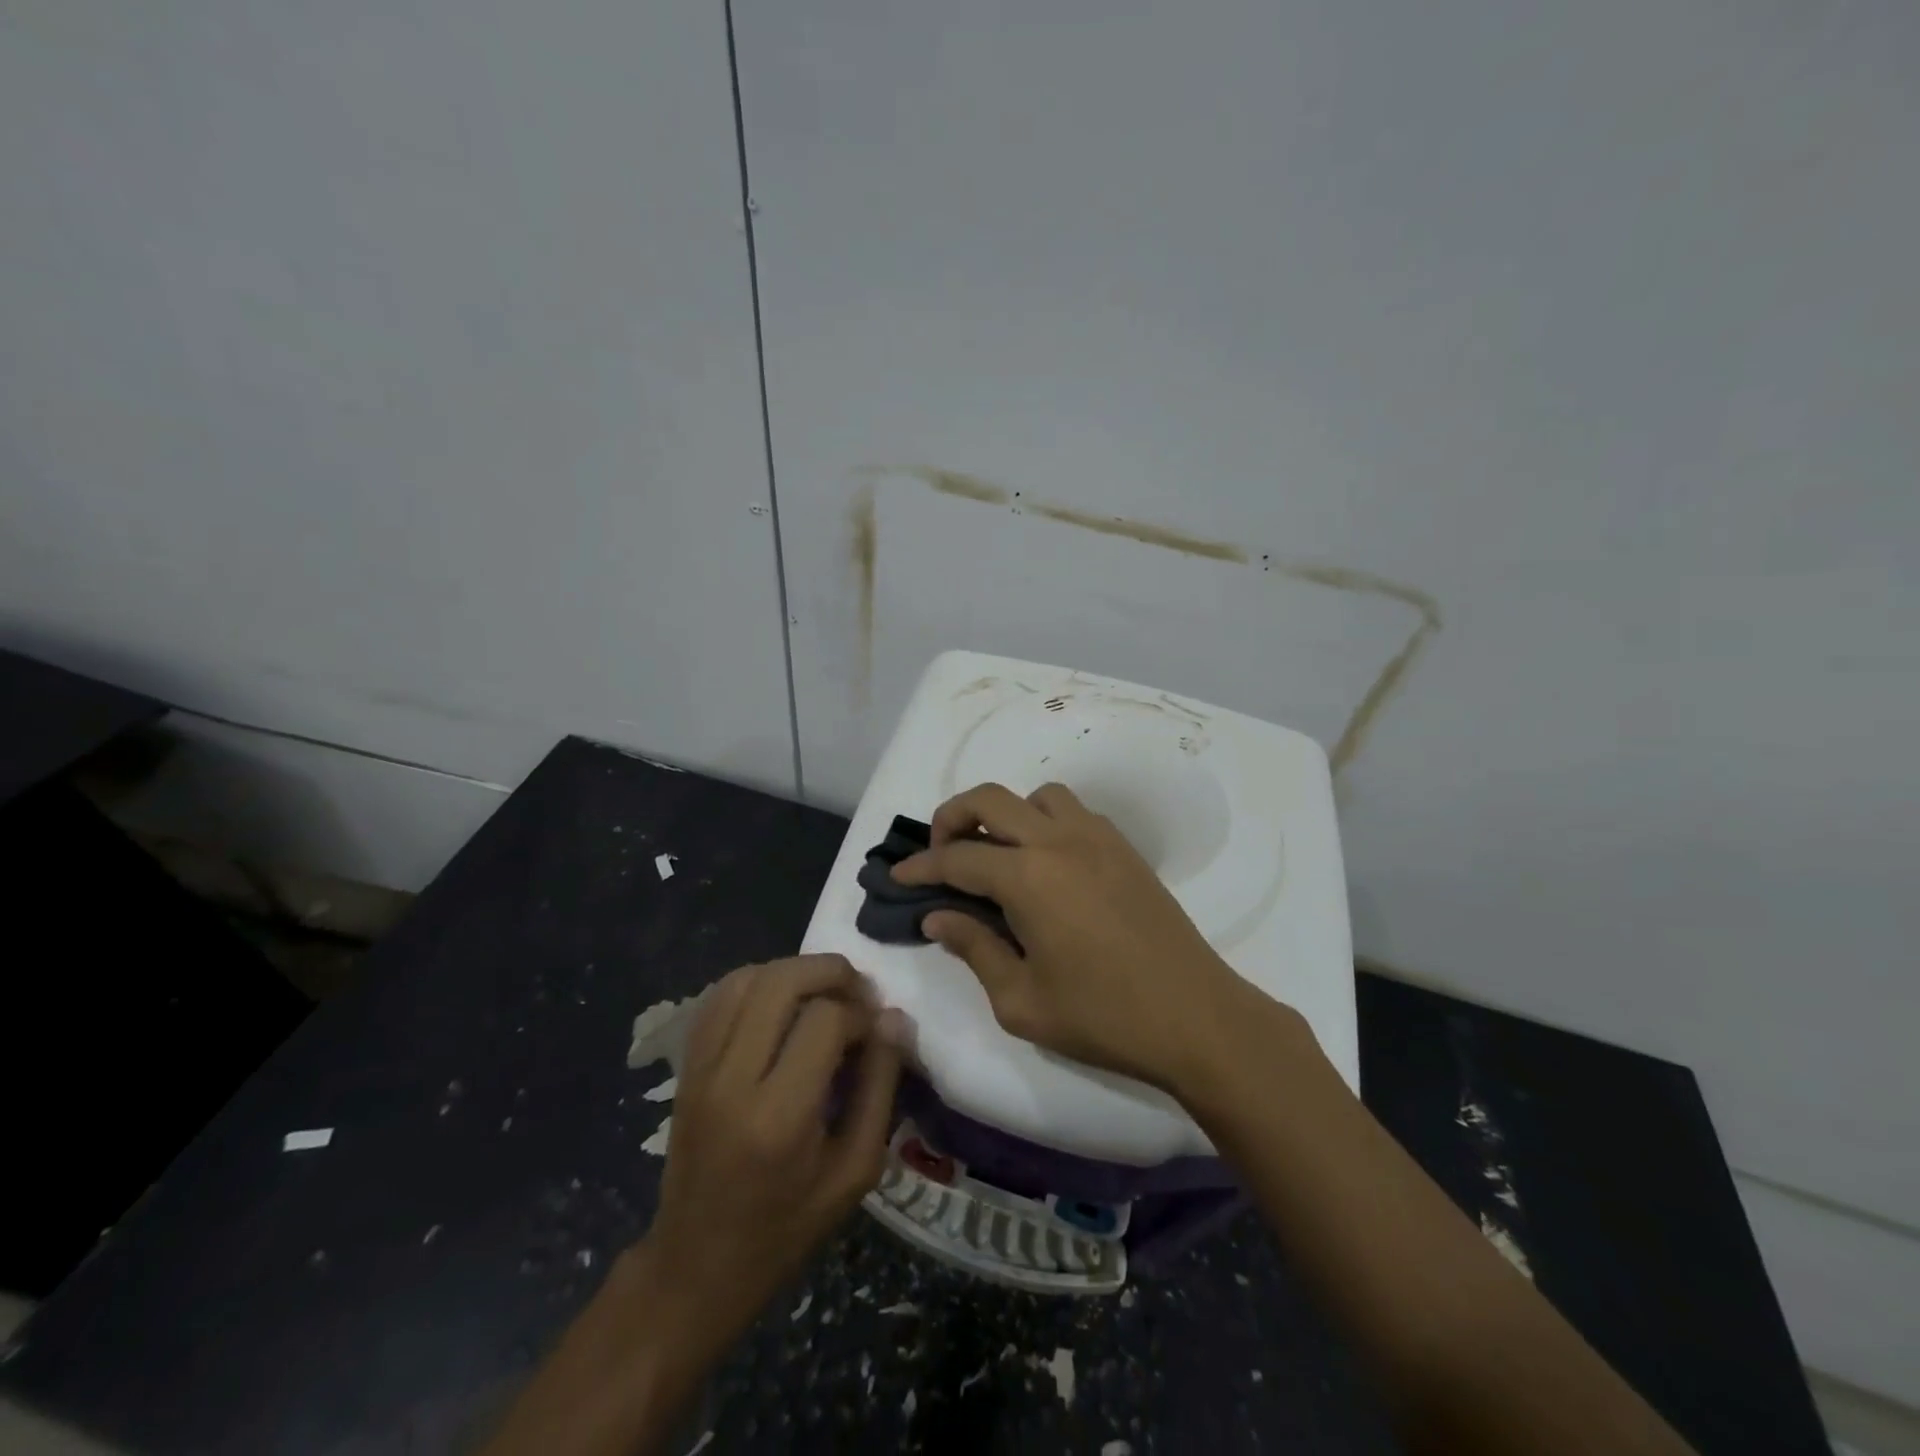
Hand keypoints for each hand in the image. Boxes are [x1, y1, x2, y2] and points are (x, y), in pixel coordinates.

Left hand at [481, 956, 903, 1455]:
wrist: (695, 1267)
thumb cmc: (786, 1228)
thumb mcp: (855, 1171)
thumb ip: (879, 1087)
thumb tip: (894, 1018)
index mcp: (779, 1116)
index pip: (825, 1021)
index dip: (862, 1013)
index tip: (877, 1031)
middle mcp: (732, 1080)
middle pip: (781, 982)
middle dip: (830, 971)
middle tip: (858, 991)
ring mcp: (700, 1068)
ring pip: (746, 978)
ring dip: (793, 971)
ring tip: (823, 992)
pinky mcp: (686, 1066)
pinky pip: (719, 997)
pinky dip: (756, 982)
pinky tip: (782, 1001)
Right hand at [892, 782, 1257, 1089]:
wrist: (1196, 1017)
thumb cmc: (1102, 1017)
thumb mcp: (1020, 1001)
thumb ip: (973, 949)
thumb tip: (938, 916)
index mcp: (1028, 877)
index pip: (956, 857)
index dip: (920, 866)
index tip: (898, 877)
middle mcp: (1058, 841)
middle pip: (990, 799)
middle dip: (952, 817)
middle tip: (940, 854)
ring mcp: (1097, 838)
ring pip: (1037, 796)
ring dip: (1007, 814)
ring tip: (998, 855)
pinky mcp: (1124, 848)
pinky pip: (1074, 812)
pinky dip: (1045, 822)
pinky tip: (1046, 865)